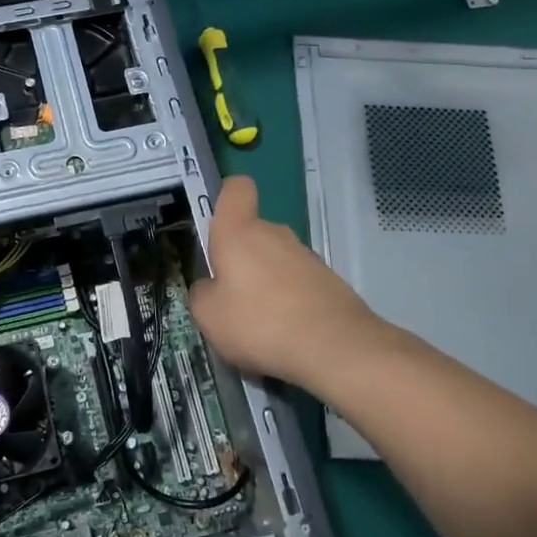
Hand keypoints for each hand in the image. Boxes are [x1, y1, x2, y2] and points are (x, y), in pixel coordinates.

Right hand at [187, 175, 395, 395]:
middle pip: (252, 232)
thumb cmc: (259, 322)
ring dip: (264, 282)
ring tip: (260, 324)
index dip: (226, 197)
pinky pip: (296, 282)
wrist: (334, 347)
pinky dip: (288, 301)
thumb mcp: (209, 316)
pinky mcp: (328, 280)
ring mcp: (305, 255)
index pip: (236, 189)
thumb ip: (202, 293)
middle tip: (230, 298)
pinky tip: (286, 333)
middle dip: (240, 259)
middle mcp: (274, 233)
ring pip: (275, 259)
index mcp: (239, 232)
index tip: (217, 225)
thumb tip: (210, 286)